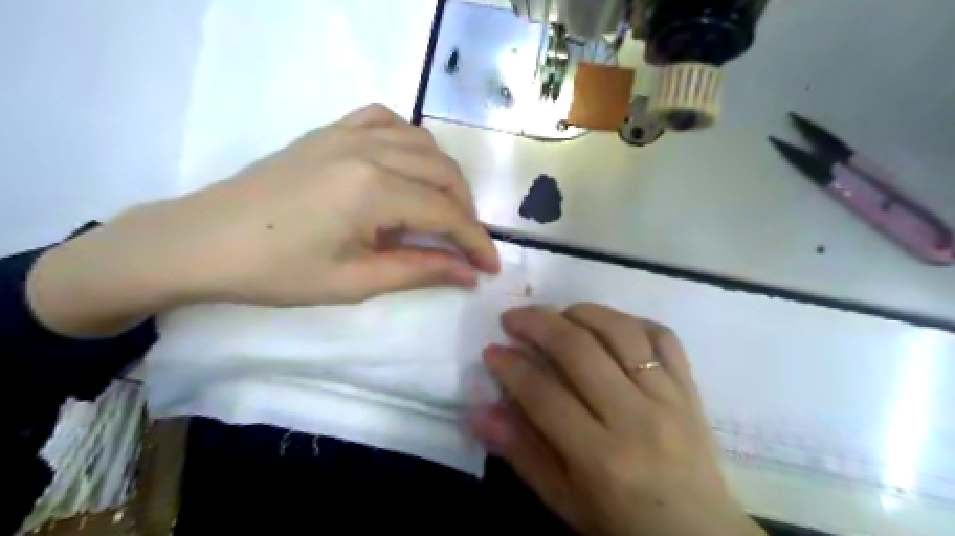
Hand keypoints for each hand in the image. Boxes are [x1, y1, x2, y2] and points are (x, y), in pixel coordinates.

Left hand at [27, 106, 499, 335]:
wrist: (202, 242)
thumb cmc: (277, 272)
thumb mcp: (355, 281)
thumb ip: (419, 271)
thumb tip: (469, 274)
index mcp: (374, 190)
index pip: (446, 214)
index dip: (475, 243)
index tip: (490, 268)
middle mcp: (370, 150)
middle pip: (443, 174)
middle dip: (466, 212)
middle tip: (467, 246)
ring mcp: (348, 134)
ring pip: (424, 144)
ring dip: (445, 178)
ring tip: (443, 210)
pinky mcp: (331, 131)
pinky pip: (386, 121)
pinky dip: (411, 141)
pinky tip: (408, 165)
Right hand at [474, 304, 766, 534]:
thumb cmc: (621, 523)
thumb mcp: (564, 500)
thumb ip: (521, 452)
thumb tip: (479, 412)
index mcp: (600, 458)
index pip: (543, 394)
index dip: (511, 366)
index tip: (492, 351)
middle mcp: (635, 418)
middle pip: (578, 349)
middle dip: (537, 323)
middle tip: (513, 318)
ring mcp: (668, 398)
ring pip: (620, 331)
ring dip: (581, 312)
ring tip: (558, 314)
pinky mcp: (690, 388)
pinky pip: (663, 337)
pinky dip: (632, 321)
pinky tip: (609, 325)